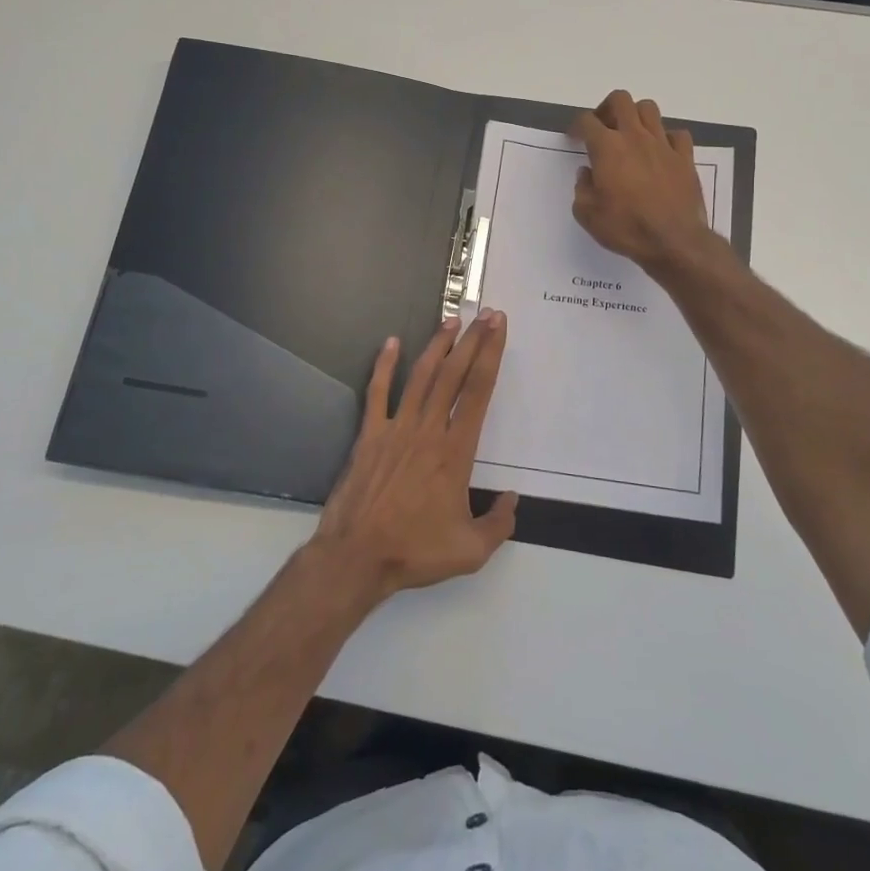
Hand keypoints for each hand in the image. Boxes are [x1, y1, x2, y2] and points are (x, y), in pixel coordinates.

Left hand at [310, 311, 517, 605]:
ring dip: (437, 346)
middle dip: (472, 341)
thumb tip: (512, 500)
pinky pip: (378, 393)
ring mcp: (396, 429)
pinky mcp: (370, 435)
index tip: (498, 328)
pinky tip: (391, 343)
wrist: (357, 556)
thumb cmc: (415, 551)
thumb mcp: (471, 550)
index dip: (491, 356)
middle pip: (453, 375)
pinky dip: (384, 366)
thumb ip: (499, 523)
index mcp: (455, 451)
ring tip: (451, 321)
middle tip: (485, 314)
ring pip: (421, 377)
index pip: (478, 392)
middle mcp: (428, 430)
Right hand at [571, 90, 714, 272]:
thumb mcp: (588, 214)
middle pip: (620, 100)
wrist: (673, 241)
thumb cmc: (625, 228)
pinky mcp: (685, 157)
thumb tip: (587, 173)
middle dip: (607, 109)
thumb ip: (582, 188)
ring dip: (636, 117)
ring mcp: (663, 145)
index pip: (587, 121)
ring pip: (649, 109)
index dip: (577, 126)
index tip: (574, 138)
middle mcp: (635, 137)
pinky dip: (666, 138)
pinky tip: (660, 152)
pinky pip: (676, 134)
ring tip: (631, 135)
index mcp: (607, 148)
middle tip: (602, 128)